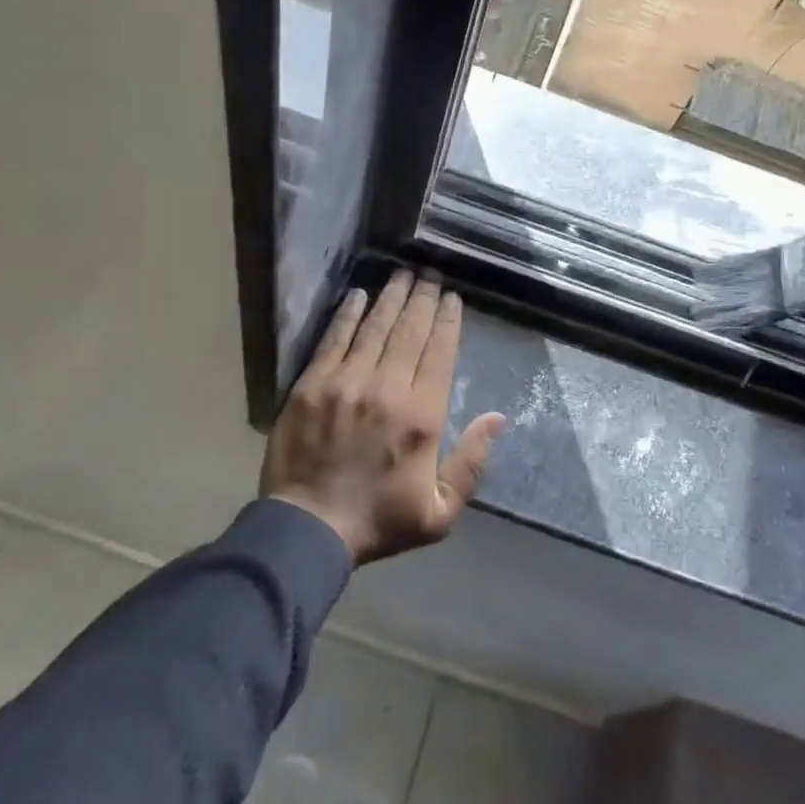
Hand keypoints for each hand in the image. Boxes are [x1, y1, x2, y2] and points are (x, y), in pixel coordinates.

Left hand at [260, 270, 505, 563]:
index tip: (452, 296)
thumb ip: (471, 462)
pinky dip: (348, 314)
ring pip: (375, 327)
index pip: (440, 352)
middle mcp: (388, 388)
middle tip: (430, 272)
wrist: (307, 531)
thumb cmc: (378, 521)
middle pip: (410, 330)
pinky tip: (357, 294)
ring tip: (402, 273)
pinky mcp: (312, 384)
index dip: (447, 319)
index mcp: (422, 415)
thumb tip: (497, 418)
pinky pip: (335, 338)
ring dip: (391, 297)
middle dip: (423, 297)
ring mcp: (346, 382)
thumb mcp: (439, 512)